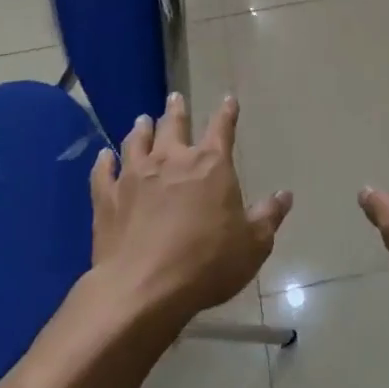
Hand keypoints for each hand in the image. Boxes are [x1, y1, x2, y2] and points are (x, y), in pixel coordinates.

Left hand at [90, 94, 292, 319]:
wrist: (142, 288)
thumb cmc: (206, 263)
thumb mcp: (252, 245)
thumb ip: (268, 217)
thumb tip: (284, 195)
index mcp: (210, 165)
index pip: (222, 128)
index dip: (226, 113)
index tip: (228, 100)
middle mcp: (171, 160)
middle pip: (174, 125)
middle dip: (177, 110)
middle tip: (175, 98)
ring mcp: (134, 176)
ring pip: (137, 142)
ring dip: (142, 129)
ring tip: (142, 120)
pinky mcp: (107, 198)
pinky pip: (104, 172)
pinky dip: (104, 161)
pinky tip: (104, 155)